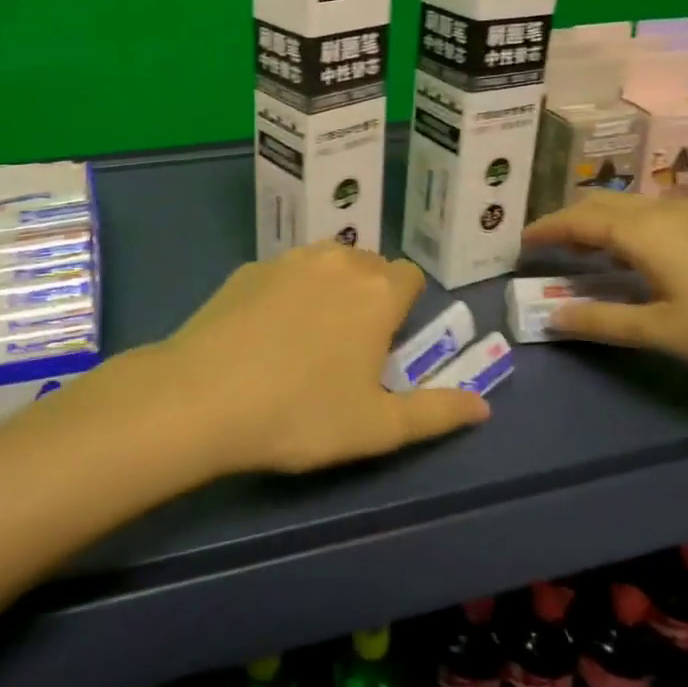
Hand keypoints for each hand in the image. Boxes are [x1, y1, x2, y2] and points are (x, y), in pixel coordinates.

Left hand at [134, 244, 489, 474]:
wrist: (202, 397)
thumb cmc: (302, 414)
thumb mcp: (378, 427)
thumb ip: (437, 413)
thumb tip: (484, 406)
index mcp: (377, 292)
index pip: (411, 277)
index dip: (406, 308)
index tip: (388, 344)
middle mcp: (338, 261)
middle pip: (370, 264)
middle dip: (371, 294)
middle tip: (350, 346)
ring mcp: (288, 259)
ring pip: (327, 261)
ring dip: (331, 285)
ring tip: (310, 334)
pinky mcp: (248, 268)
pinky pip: (285, 271)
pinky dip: (289, 290)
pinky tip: (265, 331)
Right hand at [521, 193, 687, 377]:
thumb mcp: (664, 331)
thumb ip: (604, 321)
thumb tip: (553, 316)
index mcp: (642, 232)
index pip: (578, 219)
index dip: (546, 229)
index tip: (520, 243)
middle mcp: (661, 212)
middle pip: (600, 203)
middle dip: (567, 220)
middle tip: (546, 246)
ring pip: (627, 204)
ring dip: (596, 220)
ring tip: (583, 248)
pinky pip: (650, 212)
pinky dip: (623, 223)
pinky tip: (634, 251)